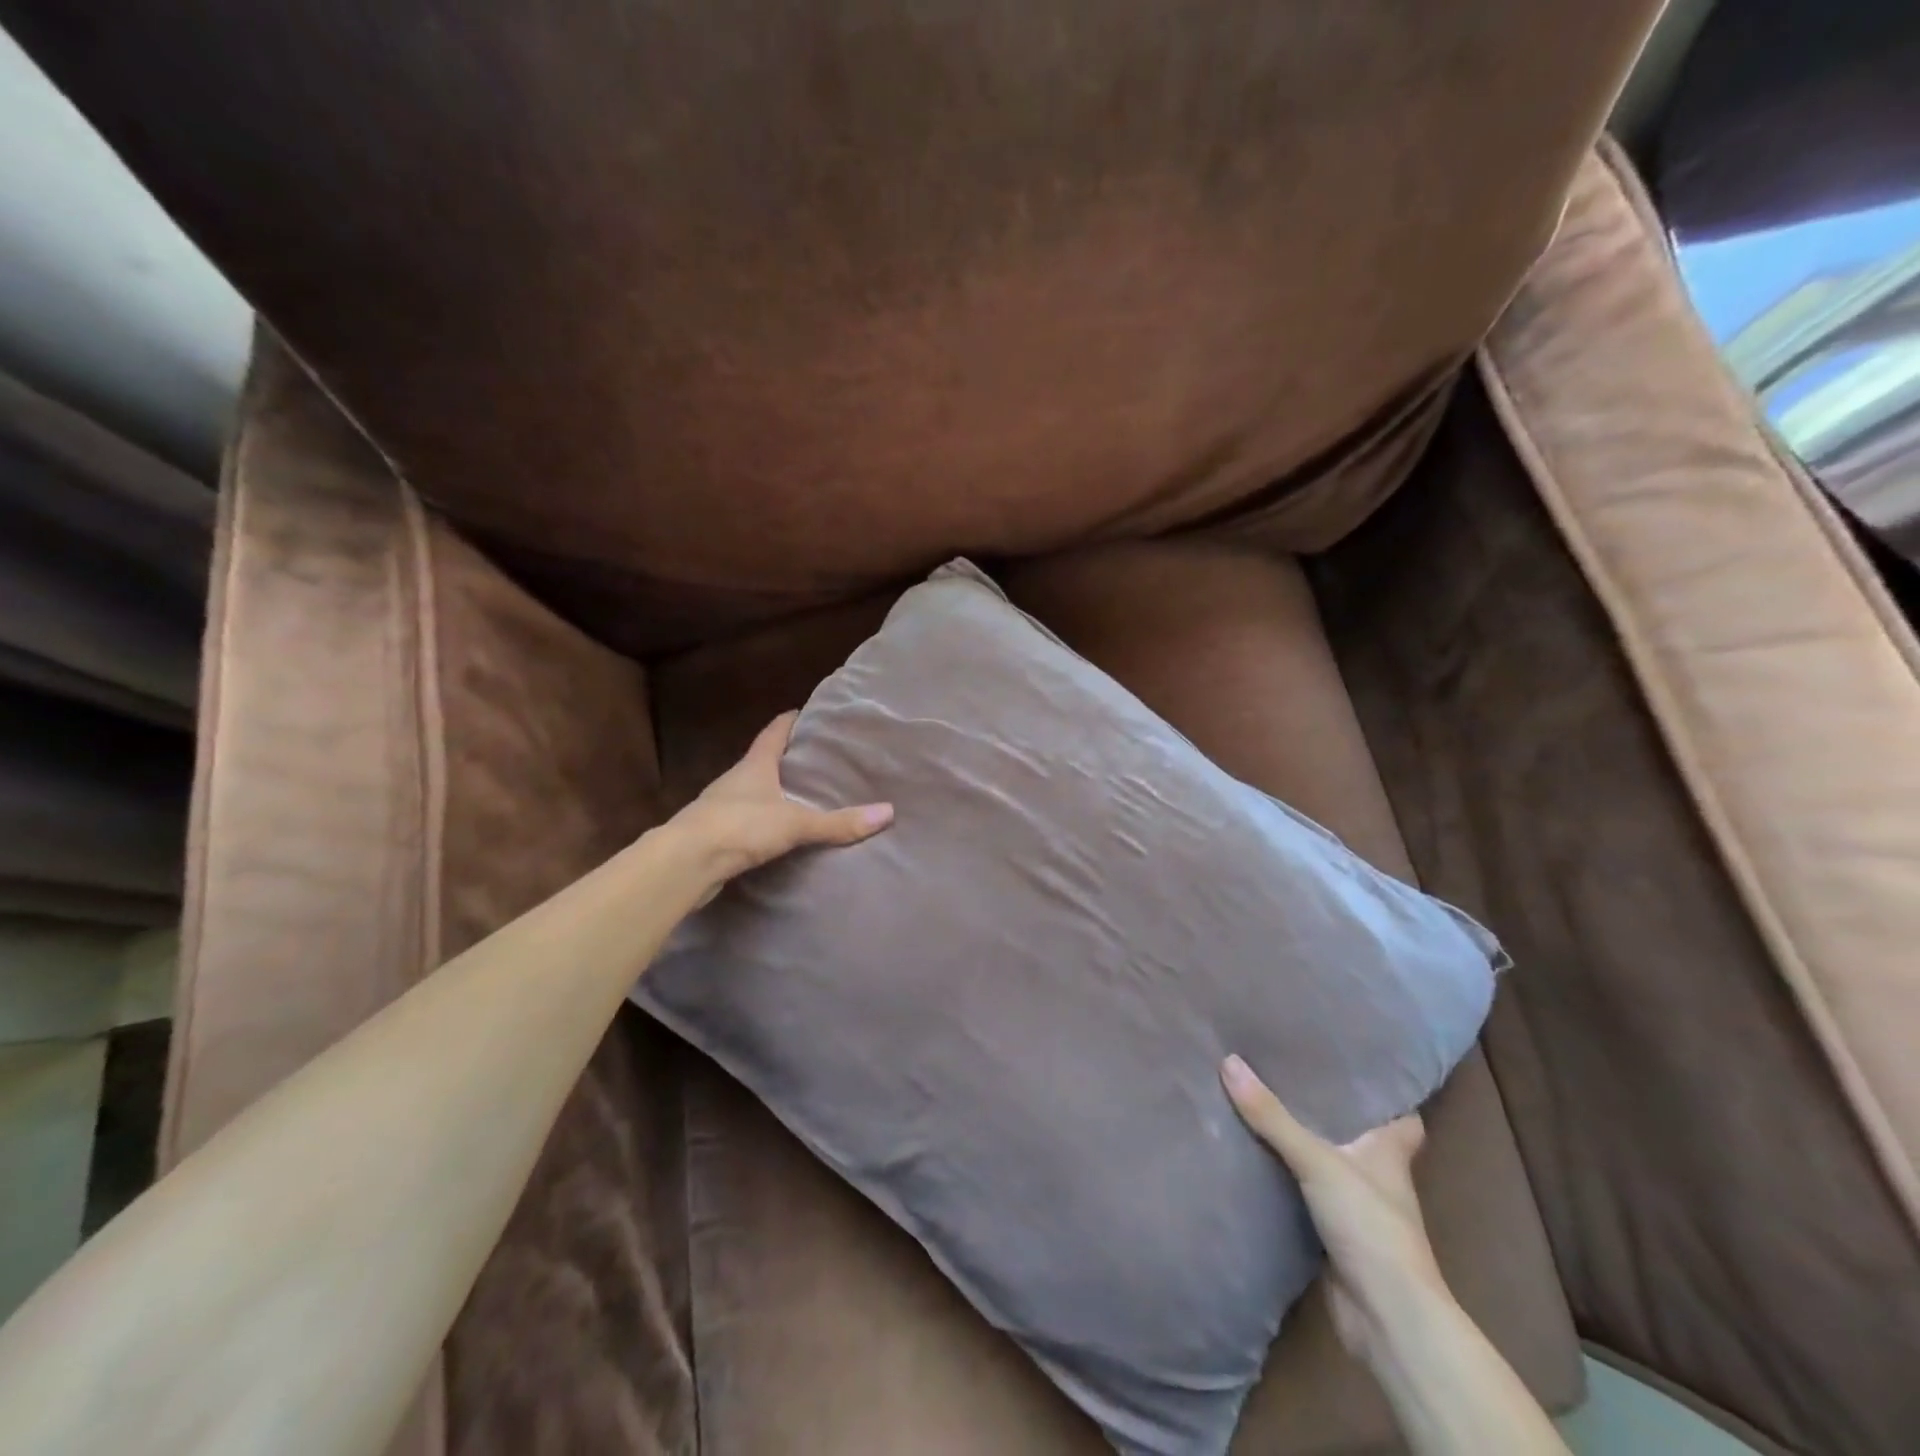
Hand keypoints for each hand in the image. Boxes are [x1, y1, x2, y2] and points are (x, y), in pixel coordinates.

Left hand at [674, 711, 893, 896]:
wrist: (684, 863)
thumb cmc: (740, 826)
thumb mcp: (796, 823)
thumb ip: (838, 822)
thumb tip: (887, 813)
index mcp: (754, 765)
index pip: (773, 732)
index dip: (790, 721)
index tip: (806, 712)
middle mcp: (735, 780)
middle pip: (762, 761)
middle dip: (786, 758)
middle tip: (817, 758)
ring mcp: (720, 807)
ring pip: (752, 792)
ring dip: (773, 792)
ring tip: (802, 796)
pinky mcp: (715, 835)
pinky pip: (745, 821)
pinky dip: (762, 821)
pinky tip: (776, 833)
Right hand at [1222, 1055, 1441, 1363]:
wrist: (1386, 1318)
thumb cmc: (1369, 1226)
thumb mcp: (1317, 1160)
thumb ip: (1272, 1116)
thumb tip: (1229, 1061)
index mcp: (1389, 1152)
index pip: (1401, 1116)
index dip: (1384, 1094)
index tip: (1352, 1066)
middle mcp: (1376, 1176)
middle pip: (1355, 1134)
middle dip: (1327, 1110)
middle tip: (1285, 1071)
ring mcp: (1355, 1208)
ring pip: (1325, 1163)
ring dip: (1299, 1142)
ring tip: (1259, 1101)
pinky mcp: (1333, 1234)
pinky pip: (1302, 1192)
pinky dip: (1283, 1177)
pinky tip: (1252, 1155)